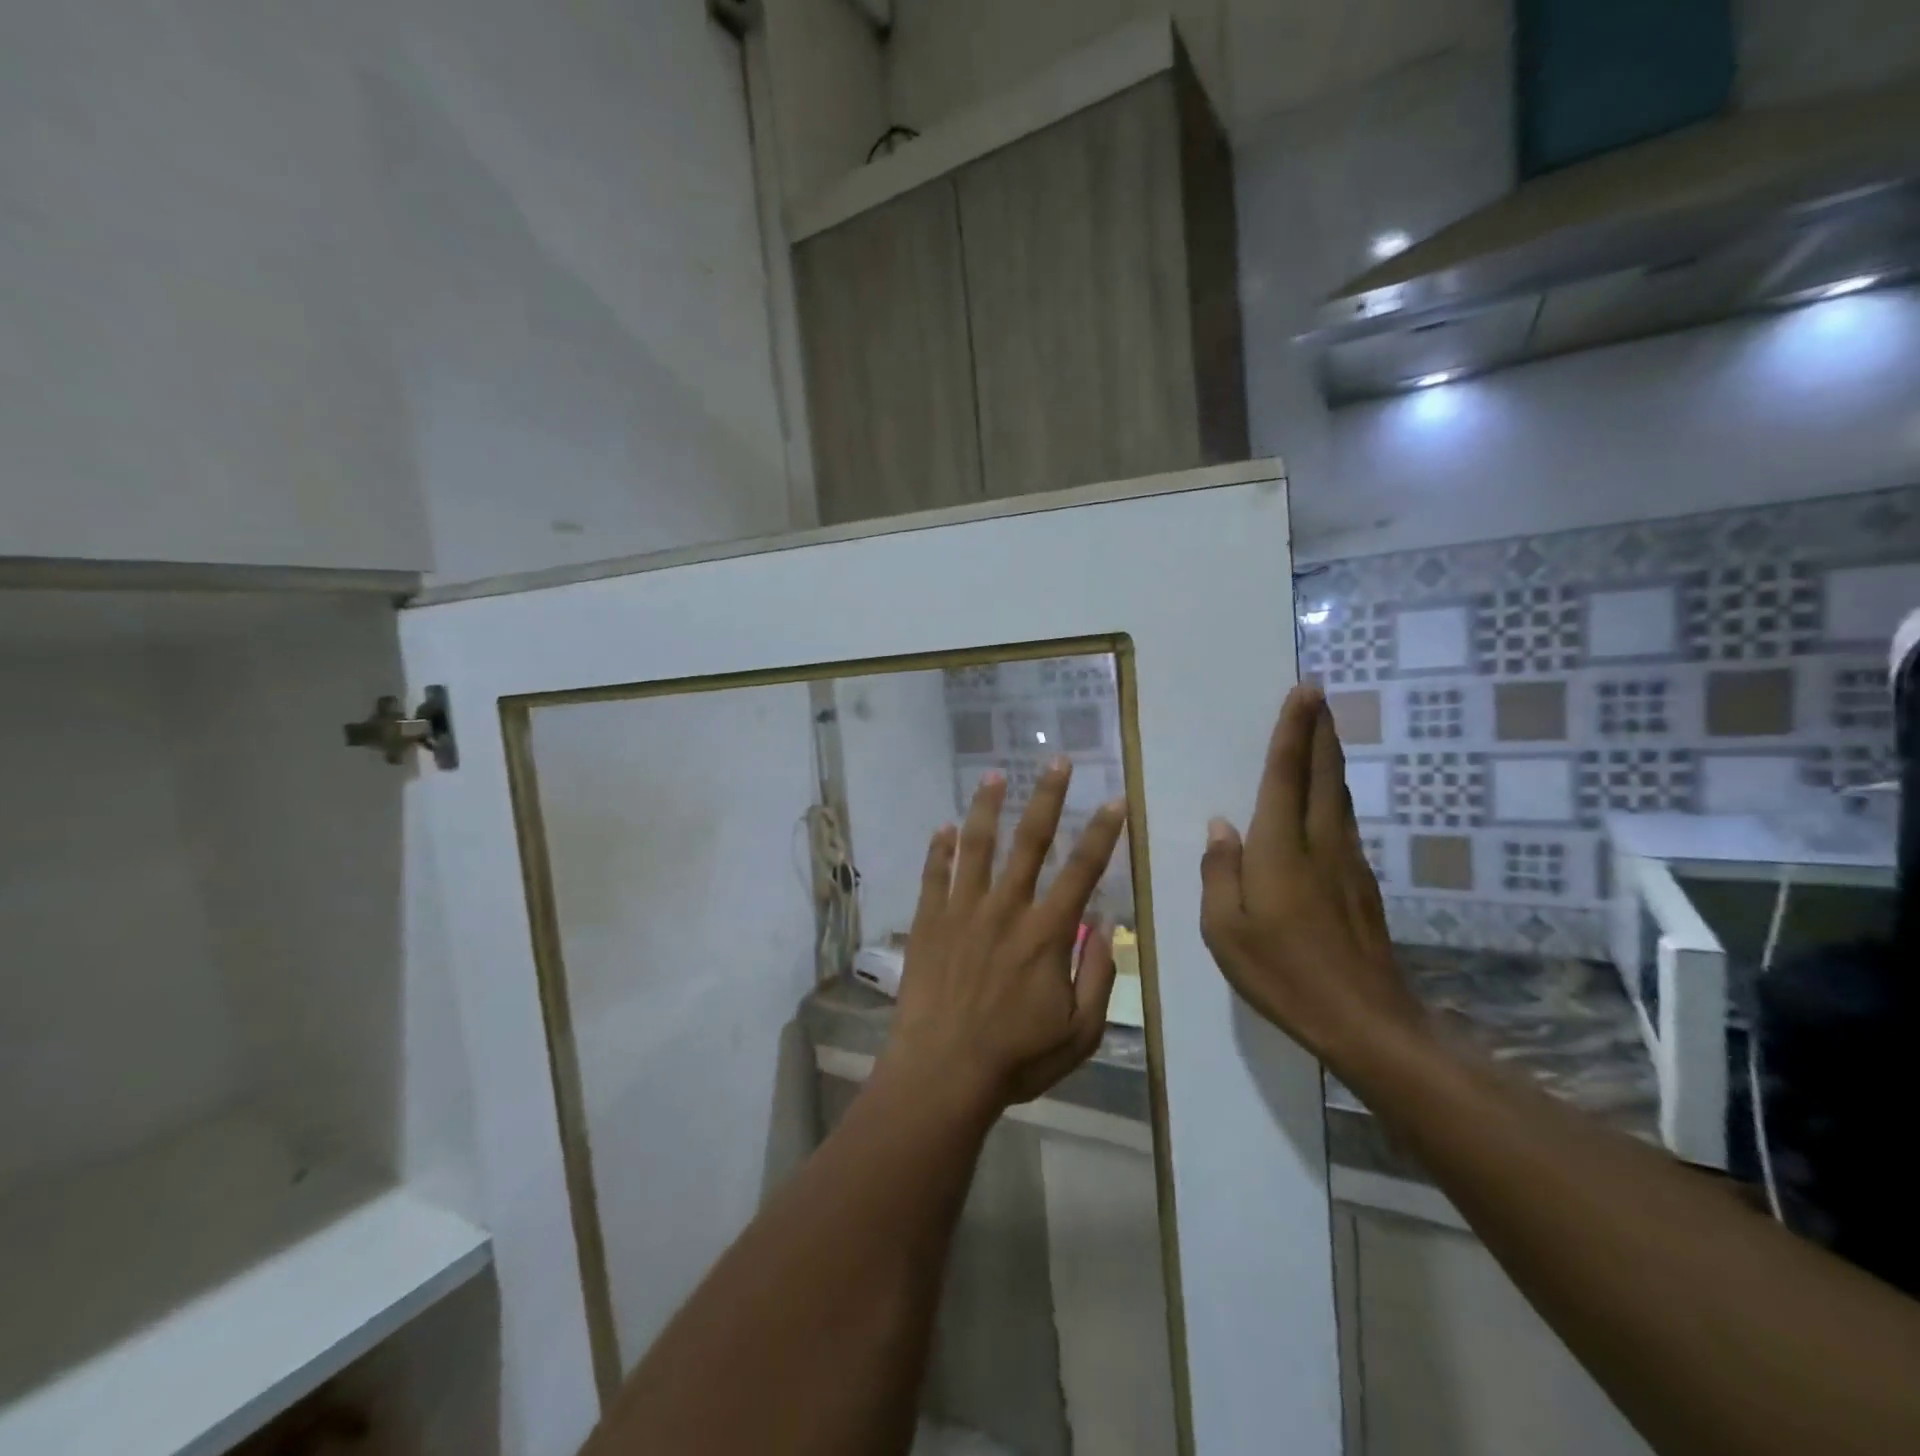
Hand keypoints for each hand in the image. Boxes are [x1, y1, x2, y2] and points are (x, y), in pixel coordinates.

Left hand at [882, 758, 1128, 1110]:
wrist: (943, 1073)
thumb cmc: (1016, 1057)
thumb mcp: (1080, 1031)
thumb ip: (1098, 974)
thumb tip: (1107, 923)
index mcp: (1046, 933)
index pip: (1082, 870)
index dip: (1103, 833)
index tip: (1115, 800)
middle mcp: (1006, 909)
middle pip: (1031, 841)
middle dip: (1048, 797)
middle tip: (1057, 760)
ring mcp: (962, 911)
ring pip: (976, 845)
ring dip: (987, 807)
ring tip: (994, 774)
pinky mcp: (929, 922)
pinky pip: (934, 875)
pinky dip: (939, 849)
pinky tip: (943, 827)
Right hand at [1199, 684, 1426, 1071]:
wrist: (1365, 1021)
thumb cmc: (1283, 975)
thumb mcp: (1225, 930)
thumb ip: (1220, 873)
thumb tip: (1221, 828)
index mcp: (1280, 850)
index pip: (1286, 775)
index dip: (1293, 731)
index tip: (1304, 692)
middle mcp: (1319, 843)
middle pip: (1321, 773)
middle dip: (1319, 730)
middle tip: (1318, 694)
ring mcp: (1348, 862)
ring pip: (1337, 795)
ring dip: (1329, 757)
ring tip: (1323, 731)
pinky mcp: (1363, 883)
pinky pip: (1343, 821)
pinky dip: (1332, 793)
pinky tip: (1325, 797)